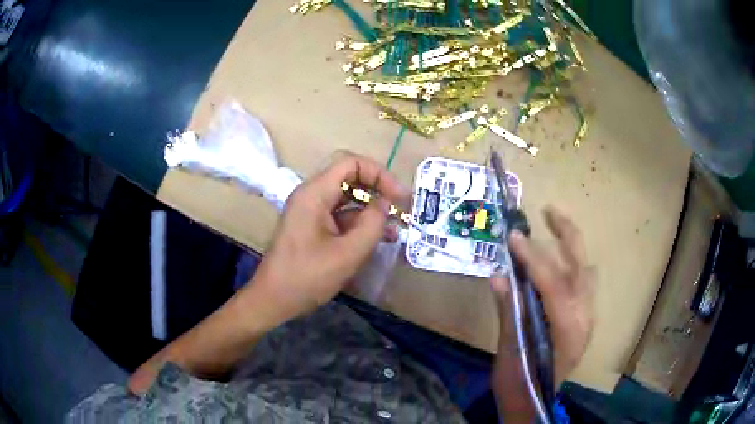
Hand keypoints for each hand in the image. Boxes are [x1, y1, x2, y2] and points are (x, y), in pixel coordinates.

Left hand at [250, 152, 408, 321]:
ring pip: (347, 198)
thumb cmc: (306, 278)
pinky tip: (378, 239)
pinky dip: (359, 223)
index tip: (399, 197)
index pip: (350, 163)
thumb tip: (386, 204)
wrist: (273, 300)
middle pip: (349, 178)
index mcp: (314, 193)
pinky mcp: (312, 227)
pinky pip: (340, 216)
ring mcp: (310, 211)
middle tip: (401, 209)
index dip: (379, 174)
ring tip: (395, 229)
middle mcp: (311, 195)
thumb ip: (372, 225)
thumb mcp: (347, 253)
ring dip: (371, 210)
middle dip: (378, 191)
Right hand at [491, 206, 595, 386]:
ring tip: (553, 228)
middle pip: (581, 267)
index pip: (552, 282)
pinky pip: (583, 284)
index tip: (513, 236)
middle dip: (568, 234)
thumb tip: (498, 275)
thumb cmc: (519, 383)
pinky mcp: (583, 321)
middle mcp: (584, 319)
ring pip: (585, 272)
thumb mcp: (509, 351)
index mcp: (567, 330)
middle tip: (550, 211)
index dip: (532, 257)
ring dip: (571, 248)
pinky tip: (558, 261)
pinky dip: (572, 266)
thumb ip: (508, 311)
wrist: (533, 404)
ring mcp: (588, 319)